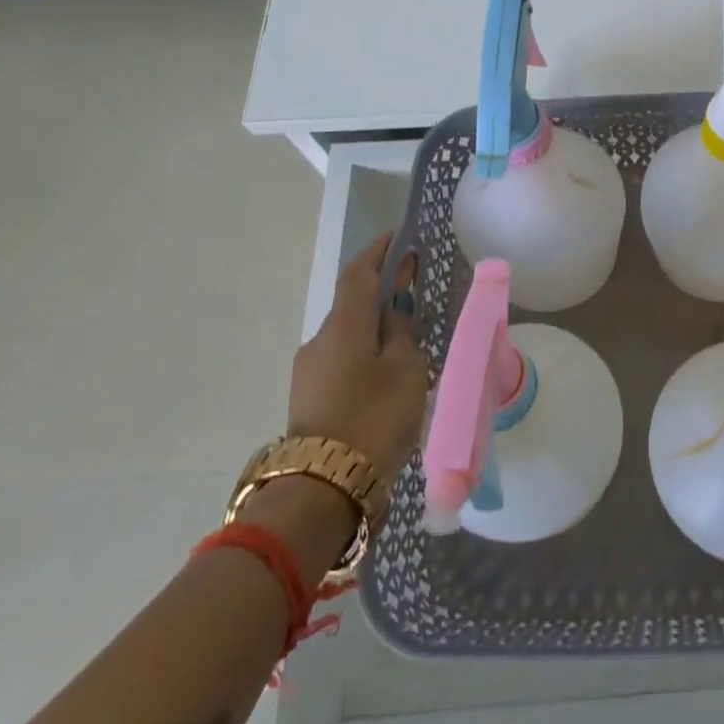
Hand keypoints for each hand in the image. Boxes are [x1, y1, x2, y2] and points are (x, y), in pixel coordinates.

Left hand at [288, 231, 427, 480]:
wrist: (324, 488)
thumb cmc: (375, 417)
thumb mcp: (407, 369)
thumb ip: (402, 334)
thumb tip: (393, 316)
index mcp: (344, 325)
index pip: (359, 272)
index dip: (380, 250)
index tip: (401, 236)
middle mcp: (320, 339)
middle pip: (353, 303)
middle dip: (382, 291)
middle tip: (414, 286)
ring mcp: (309, 369)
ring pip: (348, 334)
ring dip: (374, 326)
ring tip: (409, 338)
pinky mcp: (308, 396)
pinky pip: (341, 359)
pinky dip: (365, 351)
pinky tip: (388, 371)